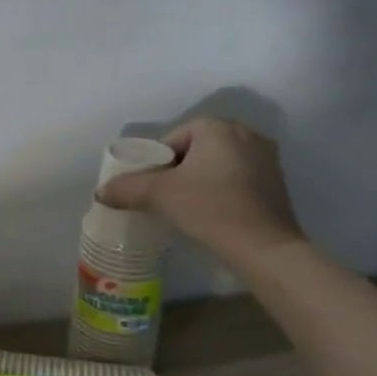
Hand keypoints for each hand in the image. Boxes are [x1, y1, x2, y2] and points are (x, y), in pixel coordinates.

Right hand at [96, 116, 305, 270]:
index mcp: (219, 128)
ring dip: (197, 179)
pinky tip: (210, 212)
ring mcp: (266, 158)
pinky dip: (218, 189)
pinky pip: (235, 177)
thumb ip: (126, 187)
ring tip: (183, 206)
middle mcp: (247, 134)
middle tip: (161, 196)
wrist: (263, 247)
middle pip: (195, 148)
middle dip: (176, 169)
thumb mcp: (158, 195)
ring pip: (216, 163)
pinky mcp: (275, 182)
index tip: (149, 185)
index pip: (174, 137)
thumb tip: (101, 191)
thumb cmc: (209, 208)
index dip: (156, 161)